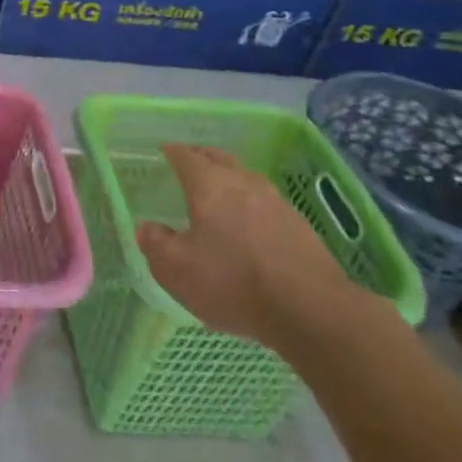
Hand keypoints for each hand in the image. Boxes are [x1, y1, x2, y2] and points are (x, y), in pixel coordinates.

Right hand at [135, 144, 361, 352]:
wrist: (313, 311)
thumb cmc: (233, 283)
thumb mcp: (176, 269)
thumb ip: (155, 244)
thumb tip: (148, 228)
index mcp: (209, 185)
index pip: (186, 156)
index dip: (172, 152)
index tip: (164, 150)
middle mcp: (244, 183)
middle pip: (219, 158)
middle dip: (201, 156)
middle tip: (189, 161)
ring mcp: (277, 202)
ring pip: (246, 177)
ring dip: (230, 178)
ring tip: (219, 192)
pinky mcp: (301, 226)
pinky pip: (267, 202)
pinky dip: (251, 203)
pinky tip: (250, 224)